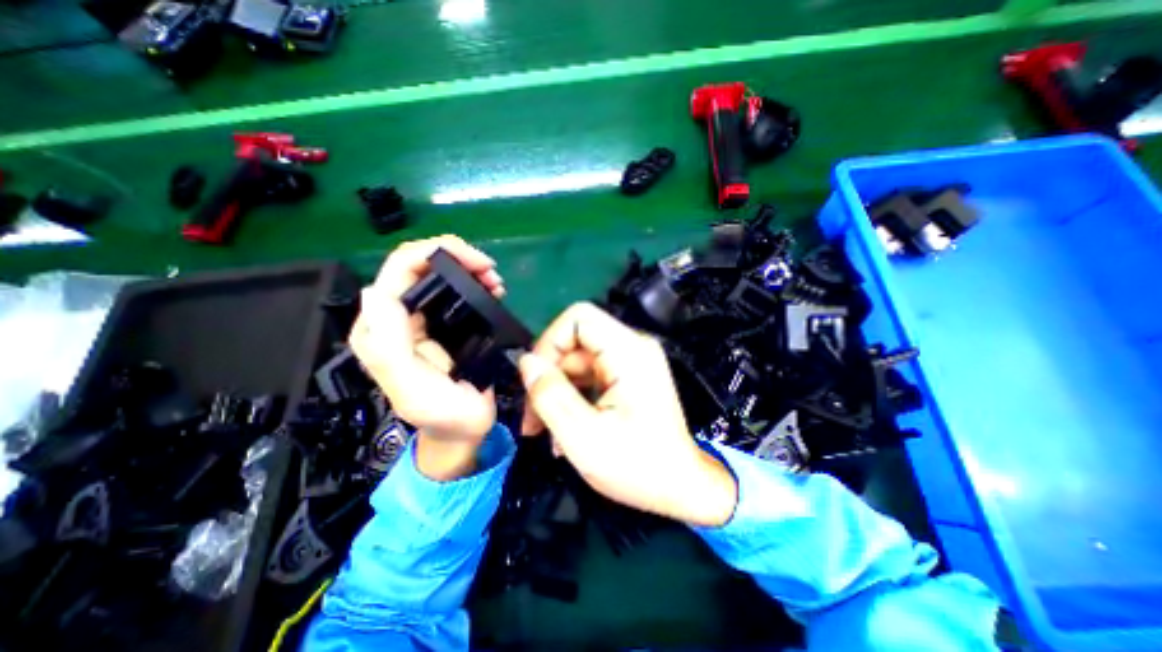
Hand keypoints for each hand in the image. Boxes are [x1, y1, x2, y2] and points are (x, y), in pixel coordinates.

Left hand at [350, 234, 502, 478]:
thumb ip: (391, 348)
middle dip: (456, 257)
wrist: (463, 430)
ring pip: (437, 273)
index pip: (398, 271)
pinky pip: (453, 290)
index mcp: (381, 329)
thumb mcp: (415, 389)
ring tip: (495, 281)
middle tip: (491, 271)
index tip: (477, 262)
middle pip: (418, 265)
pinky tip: (492, 290)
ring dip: (467, 269)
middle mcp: (395, 318)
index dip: (434, 253)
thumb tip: (375, 292)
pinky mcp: (440, 323)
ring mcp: (419, 318)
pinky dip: (474, 282)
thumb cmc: (443, 415)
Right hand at [518, 302, 732, 527]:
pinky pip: (590, 374)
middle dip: (549, 376)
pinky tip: (566, 429)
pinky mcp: (629, 376)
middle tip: (532, 419)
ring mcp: (632, 361)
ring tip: (546, 431)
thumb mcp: (583, 437)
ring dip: (557, 391)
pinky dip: (573, 397)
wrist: (681, 487)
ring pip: (578, 361)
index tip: (534, 380)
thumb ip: (550, 395)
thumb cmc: (638, 467)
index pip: (578, 318)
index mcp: (629, 352)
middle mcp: (633, 347)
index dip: (549, 342)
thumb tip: (527, 362)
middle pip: (575, 342)